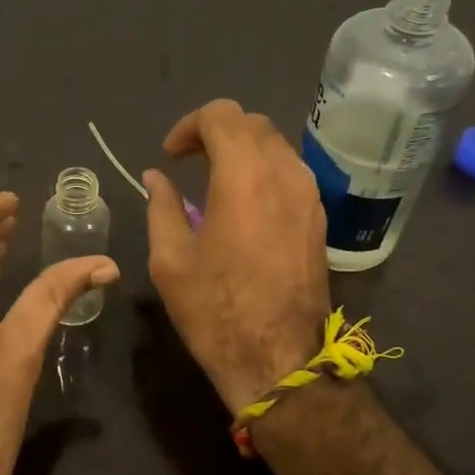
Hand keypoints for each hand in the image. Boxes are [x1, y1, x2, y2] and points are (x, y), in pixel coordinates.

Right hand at [143, 100, 331, 413]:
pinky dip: (263, 171)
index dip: (189, 126)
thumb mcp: (170, 260)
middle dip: (215, 132)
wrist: (278, 359)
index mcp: (244, 177)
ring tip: (214, 181)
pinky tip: (243, 204)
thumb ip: (161, 207)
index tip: (170, 156)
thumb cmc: (215, 311)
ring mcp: (309, 196)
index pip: (222, 115)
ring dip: (242, 150)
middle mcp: (284, 174)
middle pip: (252, 123)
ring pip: (276, 145)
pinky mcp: (319, 218)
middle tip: (187, 162)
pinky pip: (291, 173)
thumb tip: (156, 178)